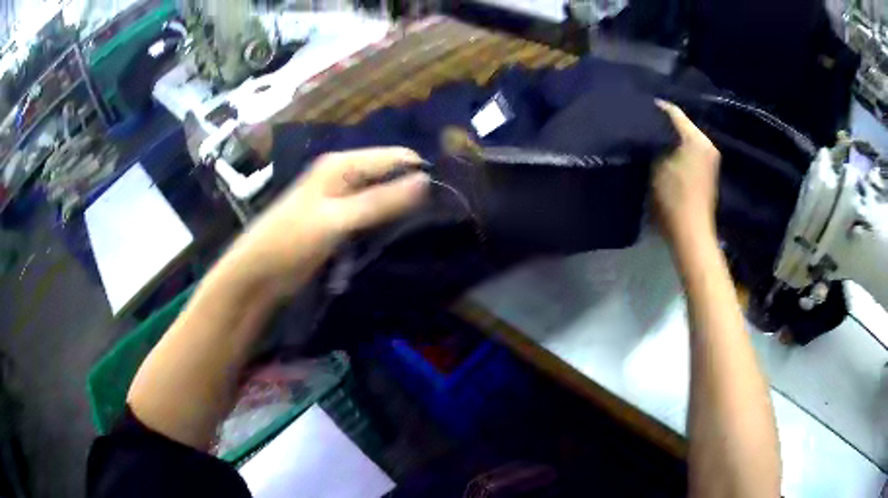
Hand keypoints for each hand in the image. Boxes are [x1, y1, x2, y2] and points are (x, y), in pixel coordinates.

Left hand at [227, 147, 428, 295]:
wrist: (257, 275)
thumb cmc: (291, 242)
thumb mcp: (337, 219)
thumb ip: (381, 200)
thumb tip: (426, 181)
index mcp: (342, 164)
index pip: (396, 157)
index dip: (421, 173)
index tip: (446, 199)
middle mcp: (343, 175)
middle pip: (390, 175)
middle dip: (412, 193)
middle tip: (438, 219)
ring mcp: (340, 199)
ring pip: (382, 196)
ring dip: (400, 210)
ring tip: (425, 229)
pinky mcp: (338, 221)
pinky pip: (370, 215)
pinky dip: (385, 223)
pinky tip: (399, 237)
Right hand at [652, 101, 720, 243]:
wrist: (691, 232)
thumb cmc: (673, 198)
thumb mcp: (656, 165)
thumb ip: (653, 142)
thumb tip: (647, 128)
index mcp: (696, 139)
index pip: (673, 112)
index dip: (655, 108)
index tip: (637, 108)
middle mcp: (707, 144)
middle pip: (683, 124)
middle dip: (663, 123)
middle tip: (643, 124)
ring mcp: (710, 158)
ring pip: (687, 137)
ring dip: (671, 137)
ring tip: (651, 138)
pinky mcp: (709, 171)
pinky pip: (692, 149)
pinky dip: (679, 148)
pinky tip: (665, 154)